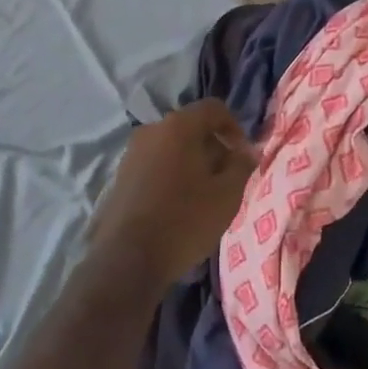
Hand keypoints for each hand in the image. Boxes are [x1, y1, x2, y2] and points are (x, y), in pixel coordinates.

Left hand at [90, 99, 256, 287]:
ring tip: (204, 195)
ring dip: (192, 163)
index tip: (243, 156)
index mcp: (178, 126)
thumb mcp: (227, 195)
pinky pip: (155, 165)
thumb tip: (247, 152)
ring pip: (172, 147)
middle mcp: (151, 130)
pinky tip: (179, 206)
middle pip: (191, 128)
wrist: (126, 259)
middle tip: (227, 178)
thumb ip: (242, 166)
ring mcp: (131, 153)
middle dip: (214, 148)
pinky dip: (172, 175)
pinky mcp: (120, 177)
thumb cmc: (185, 220)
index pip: (214, 108)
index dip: (235, 128)